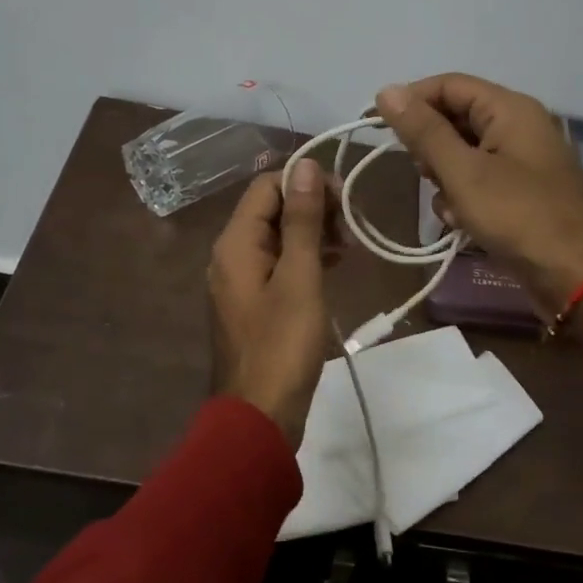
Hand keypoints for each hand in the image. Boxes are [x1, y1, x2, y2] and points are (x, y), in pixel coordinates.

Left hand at [207, 159, 339, 444]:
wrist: (260, 416)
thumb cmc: (283, 345)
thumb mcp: (299, 277)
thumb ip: (302, 220)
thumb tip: (305, 165)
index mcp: (236, 243)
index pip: (268, 186)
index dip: (307, 183)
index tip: (346, 200)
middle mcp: (232, 255)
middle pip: (272, 209)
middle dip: (313, 208)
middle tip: (351, 227)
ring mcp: (241, 281)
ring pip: (278, 237)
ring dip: (313, 233)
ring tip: (349, 247)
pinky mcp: (255, 303)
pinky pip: (279, 265)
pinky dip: (306, 258)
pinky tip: (334, 266)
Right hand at [375, 74, 582, 334]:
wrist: (578, 277)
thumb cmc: (519, 217)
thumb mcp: (463, 172)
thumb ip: (423, 131)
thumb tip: (386, 91)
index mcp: (510, 109)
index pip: (449, 85)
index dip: (410, 100)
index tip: (374, 124)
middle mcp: (519, 126)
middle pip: (456, 118)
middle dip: (431, 148)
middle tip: (421, 174)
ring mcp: (522, 161)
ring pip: (464, 154)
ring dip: (446, 179)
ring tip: (450, 206)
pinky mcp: (522, 193)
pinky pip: (480, 182)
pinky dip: (465, 199)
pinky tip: (463, 223)